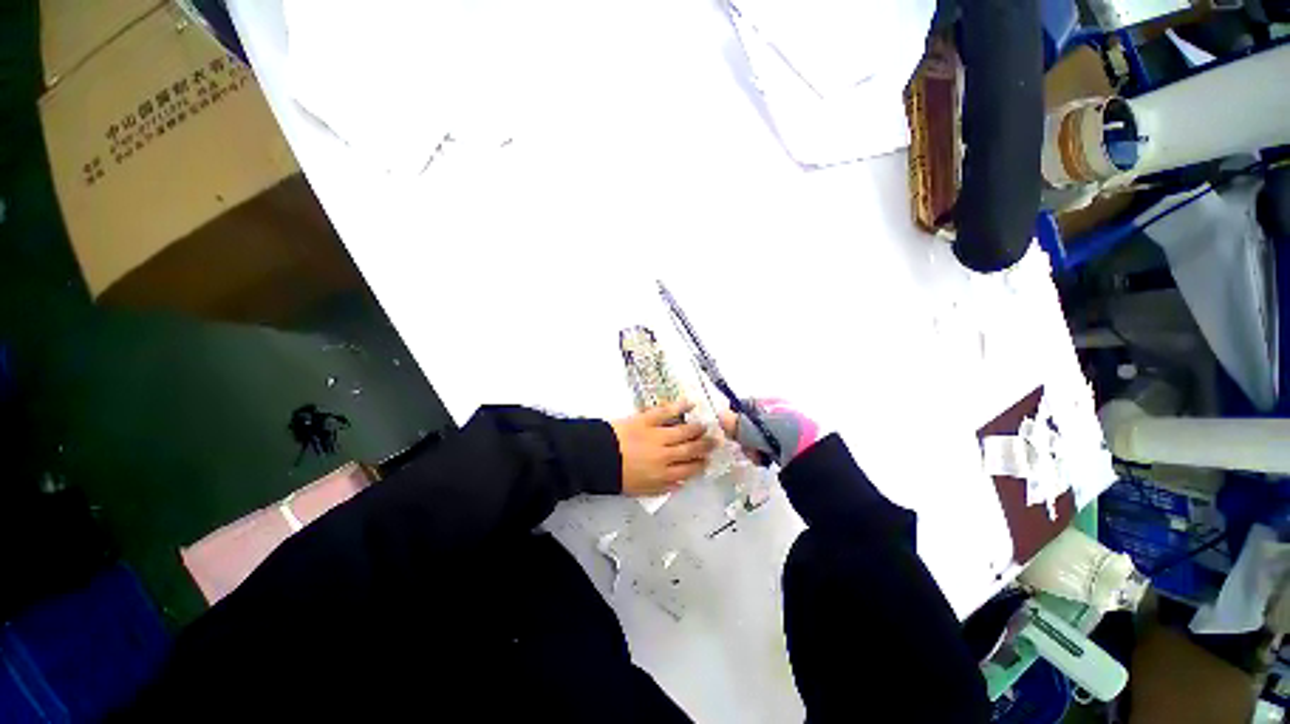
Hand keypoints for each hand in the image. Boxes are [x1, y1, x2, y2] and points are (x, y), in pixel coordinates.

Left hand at [611, 401, 716, 495]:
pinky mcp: (647, 420)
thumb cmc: (616, 475)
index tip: (707, 461)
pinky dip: (679, 407)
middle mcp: (665, 455)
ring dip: (696, 429)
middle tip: (716, 441)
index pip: (688, 470)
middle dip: (705, 446)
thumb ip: (662, 487)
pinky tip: (690, 403)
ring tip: (705, 426)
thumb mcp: (640, 489)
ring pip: (683, 431)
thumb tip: (680, 483)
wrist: (596, 457)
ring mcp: (657, 435)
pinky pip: (667, 412)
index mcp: (662, 474)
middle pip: (691, 449)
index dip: (700, 465)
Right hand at [718, 398, 819, 466]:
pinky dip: (763, 453)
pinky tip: (766, 460)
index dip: (735, 417)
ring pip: (757, 435)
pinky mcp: (790, 445)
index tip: (732, 432)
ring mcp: (785, 428)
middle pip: (749, 421)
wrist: (817, 457)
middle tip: (747, 447)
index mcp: (771, 401)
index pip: (745, 404)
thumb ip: (737, 423)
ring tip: (759, 457)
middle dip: (744, 436)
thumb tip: (721, 416)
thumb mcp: (757, 428)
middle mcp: (778, 411)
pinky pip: (767, 445)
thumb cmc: (785, 434)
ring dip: (752, 446)